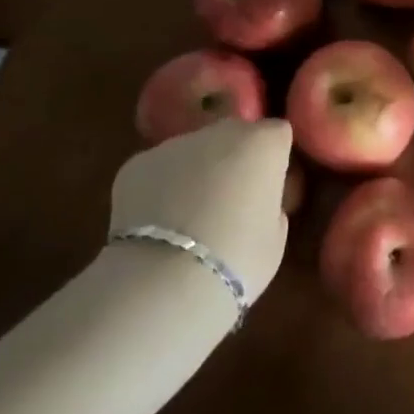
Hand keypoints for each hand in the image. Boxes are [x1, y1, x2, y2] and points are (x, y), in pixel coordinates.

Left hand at [110, 117, 292, 301]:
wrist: (164, 281)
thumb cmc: (238, 260)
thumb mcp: (276, 236)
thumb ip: (270, 204)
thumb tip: (255, 200)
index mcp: (263, 143)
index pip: (277, 134)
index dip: (272, 159)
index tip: (267, 186)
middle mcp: (221, 132)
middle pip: (233, 134)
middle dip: (233, 158)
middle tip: (228, 200)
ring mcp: (175, 144)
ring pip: (192, 151)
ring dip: (194, 172)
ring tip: (185, 219)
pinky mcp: (136, 164)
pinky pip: (157, 171)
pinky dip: (158, 189)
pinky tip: (155, 226)